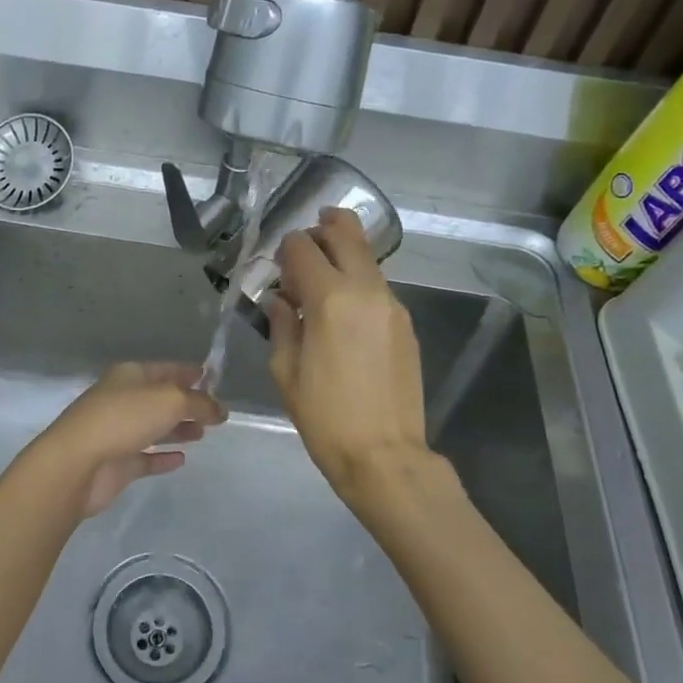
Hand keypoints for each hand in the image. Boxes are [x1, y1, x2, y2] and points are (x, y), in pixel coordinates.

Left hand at [25, 363, 225, 518]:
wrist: (77, 463)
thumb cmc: (124, 418)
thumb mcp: (171, 400)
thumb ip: (200, 403)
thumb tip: (220, 409)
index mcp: (130, 376)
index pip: (165, 369)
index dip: (188, 372)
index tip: (210, 377)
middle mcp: (122, 400)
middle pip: (159, 399)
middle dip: (186, 403)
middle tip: (213, 412)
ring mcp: (117, 432)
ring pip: (153, 427)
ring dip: (177, 429)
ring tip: (202, 434)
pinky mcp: (116, 463)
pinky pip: (144, 457)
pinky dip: (162, 456)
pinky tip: (181, 459)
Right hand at [266, 208, 429, 503]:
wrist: (384, 454)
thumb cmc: (324, 417)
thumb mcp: (285, 372)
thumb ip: (281, 325)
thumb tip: (280, 300)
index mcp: (330, 299)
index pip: (302, 248)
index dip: (285, 249)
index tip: (276, 267)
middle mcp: (366, 290)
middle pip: (347, 234)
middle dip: (324, 227)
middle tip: (308, 237)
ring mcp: (392, 305)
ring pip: (367, 259)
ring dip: (343, 254)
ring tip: (322, 277)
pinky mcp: (406, 324)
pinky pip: (378, 287)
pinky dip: (358, 282)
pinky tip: (344, 310)